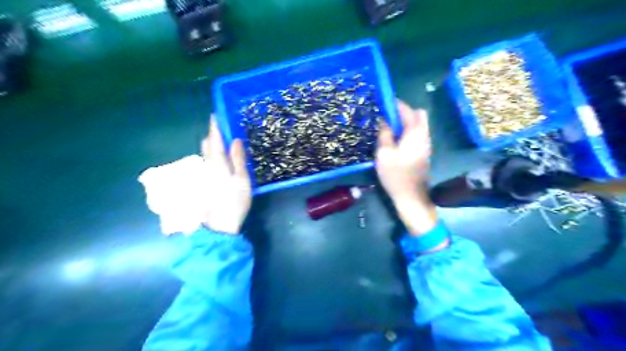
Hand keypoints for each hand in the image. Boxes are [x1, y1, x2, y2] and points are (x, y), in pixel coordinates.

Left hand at [199, 117, 250, 234]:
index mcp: (217, 162)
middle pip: (208, 146)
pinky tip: (219, 161)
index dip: (215, 126)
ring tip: (221, 141)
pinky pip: (207, 163)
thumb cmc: (234, 201)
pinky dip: (213, 156)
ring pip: (206, 155)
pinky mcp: (204, 183)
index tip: (216, 114)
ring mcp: (204, 175)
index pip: (215, 139)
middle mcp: (207, 166)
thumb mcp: (242, 179)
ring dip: (212, 145)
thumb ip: (238, 159)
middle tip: (222, 128)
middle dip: (213, 135)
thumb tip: (236, 139)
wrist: (218, 225)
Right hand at [373, 99, 435, 234]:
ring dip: (405, 122)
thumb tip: (384, 120)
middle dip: (403, 111)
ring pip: (418, 125)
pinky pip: (417, 135)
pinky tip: (395, 141)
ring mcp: (426, 144)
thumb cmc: (395, 175)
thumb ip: (384, 133)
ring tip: (388, 128)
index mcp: (415, 133)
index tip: (383, 101)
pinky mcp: (423, 153)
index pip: (407, 110)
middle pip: (418, 115)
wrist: (411, 197)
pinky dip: (407, 132)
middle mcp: (424, 135)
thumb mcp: (384, 153)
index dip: (395, 104)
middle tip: (387, 117)